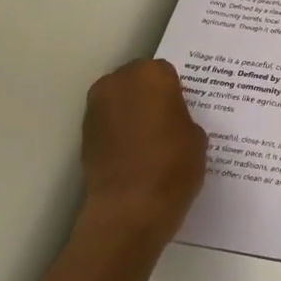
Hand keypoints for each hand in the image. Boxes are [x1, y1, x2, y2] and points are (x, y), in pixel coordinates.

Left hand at [75, 59, 207, 254]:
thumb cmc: (173, 165)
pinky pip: (108, 122)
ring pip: (119, 100)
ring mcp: (96, 108)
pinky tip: (134, 152)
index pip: (165, 72)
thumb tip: (170, 119)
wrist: (130, 208)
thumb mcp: (197, 136)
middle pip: (137, 80)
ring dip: (132, 111)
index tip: (183, 110)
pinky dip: (119, 131)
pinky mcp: (84, 134)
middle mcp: (118, 83)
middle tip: (167, 120)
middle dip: (149, 95)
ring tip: (150, 138)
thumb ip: (181, 116)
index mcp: (151, 75)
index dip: (175, 91)